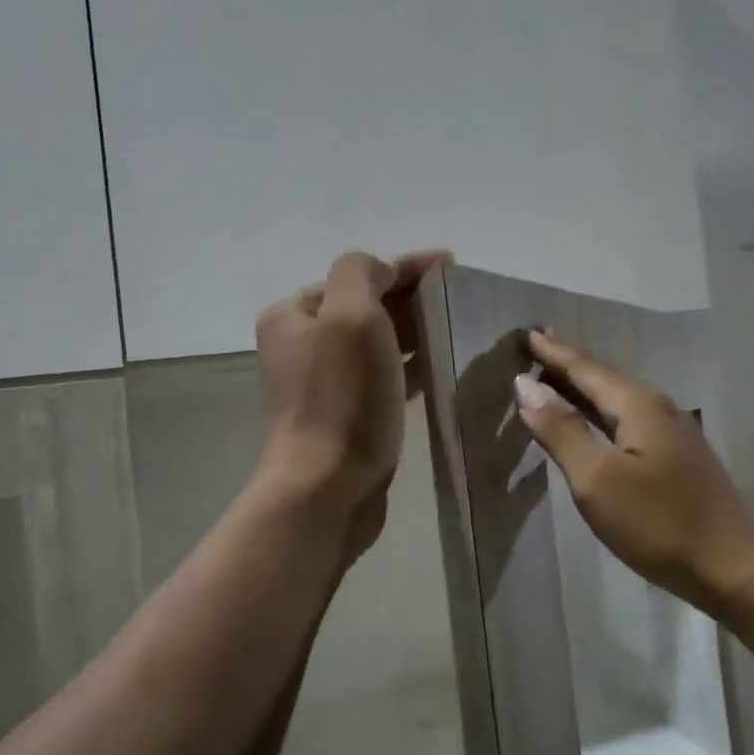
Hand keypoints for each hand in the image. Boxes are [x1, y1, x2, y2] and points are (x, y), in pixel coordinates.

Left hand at [255, 251, 446, 560]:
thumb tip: (381, 272)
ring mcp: (323, 383)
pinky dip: (408, 366)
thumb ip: (361, 274)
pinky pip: (383, 376)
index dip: (405, 265)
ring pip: (377, 343)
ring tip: (455, 327)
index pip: (356, 274)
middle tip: (458, 298)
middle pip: (365, 306)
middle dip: (410, 298)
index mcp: (294, 314)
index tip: (452, 266)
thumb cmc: (341, 398)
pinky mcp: (346, 415)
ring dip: (413, 331)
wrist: (327, 489)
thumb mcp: (350, 317)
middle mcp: (302, 344)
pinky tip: (438, 366)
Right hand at [516, 330, 753, 609]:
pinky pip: (631, 420)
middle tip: (538, 347)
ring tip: (558, 378)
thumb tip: (526, 386)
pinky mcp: (680, 458)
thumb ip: (561, 430)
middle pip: (606, 379)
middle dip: (570, 363)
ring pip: (619, 399)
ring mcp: (675, 434)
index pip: (587, 369)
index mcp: (638, 406)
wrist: (728, 567)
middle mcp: (660, 409)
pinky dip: (603, 412)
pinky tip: (596, 422)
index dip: (554, 353)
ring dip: (586, 387)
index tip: (528, 333)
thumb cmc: (655, 523)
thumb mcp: (596, 479)